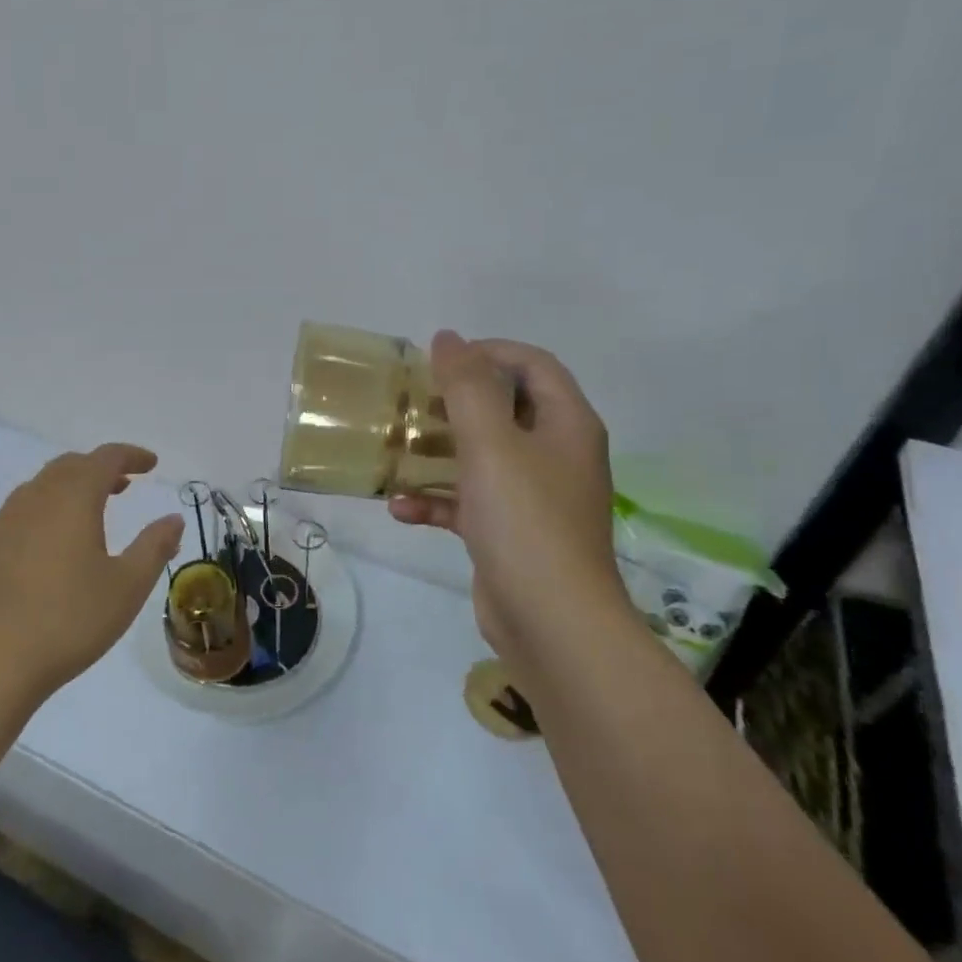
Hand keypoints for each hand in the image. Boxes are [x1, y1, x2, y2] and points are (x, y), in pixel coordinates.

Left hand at [0, 444, 184, 711]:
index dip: (131, 455)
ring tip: (90, 513)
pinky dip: (46, 510)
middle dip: (100, 468)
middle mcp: (36, 497)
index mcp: (73, 498)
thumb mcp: (127, 587)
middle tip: (124, 485)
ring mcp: (4, 521)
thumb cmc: (68, 620)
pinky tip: (51, 545)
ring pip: (42, 486)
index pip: (106, 458)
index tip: (151, 464)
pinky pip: (21, 511)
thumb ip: (154, 547)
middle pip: (71, 465)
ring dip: (71, 487)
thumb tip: (173, 519)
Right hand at [389, 332, 626, 657]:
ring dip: (437, 452)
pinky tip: (401, 508)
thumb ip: (467, 386)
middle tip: (410, 403)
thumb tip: (448, 337)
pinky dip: (437, 501)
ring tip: (395, 450)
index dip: (487, 352)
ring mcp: (533, 496)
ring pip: (481, 456)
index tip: (438, 362)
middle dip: (453, 403)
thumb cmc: (525, 520)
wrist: (552, 624)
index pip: (532, 364)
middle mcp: (555, 454)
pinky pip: (468, 502)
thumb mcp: (491, 443)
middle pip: (503, 408)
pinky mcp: (509, 532)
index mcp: (565, 424)